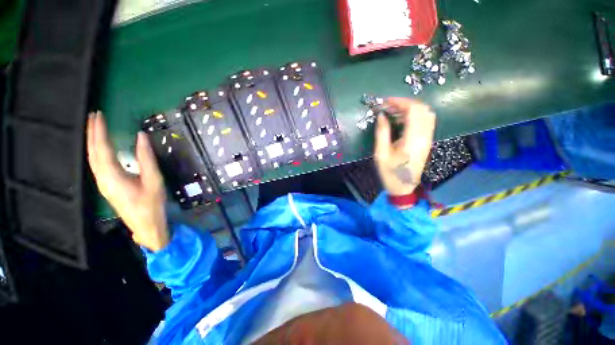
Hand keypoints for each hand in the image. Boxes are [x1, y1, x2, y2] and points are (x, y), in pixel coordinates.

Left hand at [87, 111, 169, 250]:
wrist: (146, 224)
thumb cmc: (152, 203)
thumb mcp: (153, 180)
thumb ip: (146, 158)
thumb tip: (141, 137)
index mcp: (113, 176)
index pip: (102, 148)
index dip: (99, 131)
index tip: (99, 115)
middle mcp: (102, 178)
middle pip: (92, 152)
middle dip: (91, 133)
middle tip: (93, 115)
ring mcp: (103, 183)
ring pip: (92, 158)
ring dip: (92, 141)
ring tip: (94, 126)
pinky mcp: (106, 185)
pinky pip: (96, 164)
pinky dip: (96, 151)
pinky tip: (99, 146)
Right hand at [374, 98, 435, 198]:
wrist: (403, 187)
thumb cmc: (389, 173)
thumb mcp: (380, 154)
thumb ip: (382, 133)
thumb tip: (381, 115)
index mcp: (412, 140)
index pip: (413, 110)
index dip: (400, 101)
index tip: (385, 102)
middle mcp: (424, 137)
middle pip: (422, 109)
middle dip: (405, 103)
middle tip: (388, 106)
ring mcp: (428, 139)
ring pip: (425, 114)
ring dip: (410, 108)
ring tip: (393, 112)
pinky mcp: (427, 142)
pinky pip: (425, 122)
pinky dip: (414, 116)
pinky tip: (401, 120)